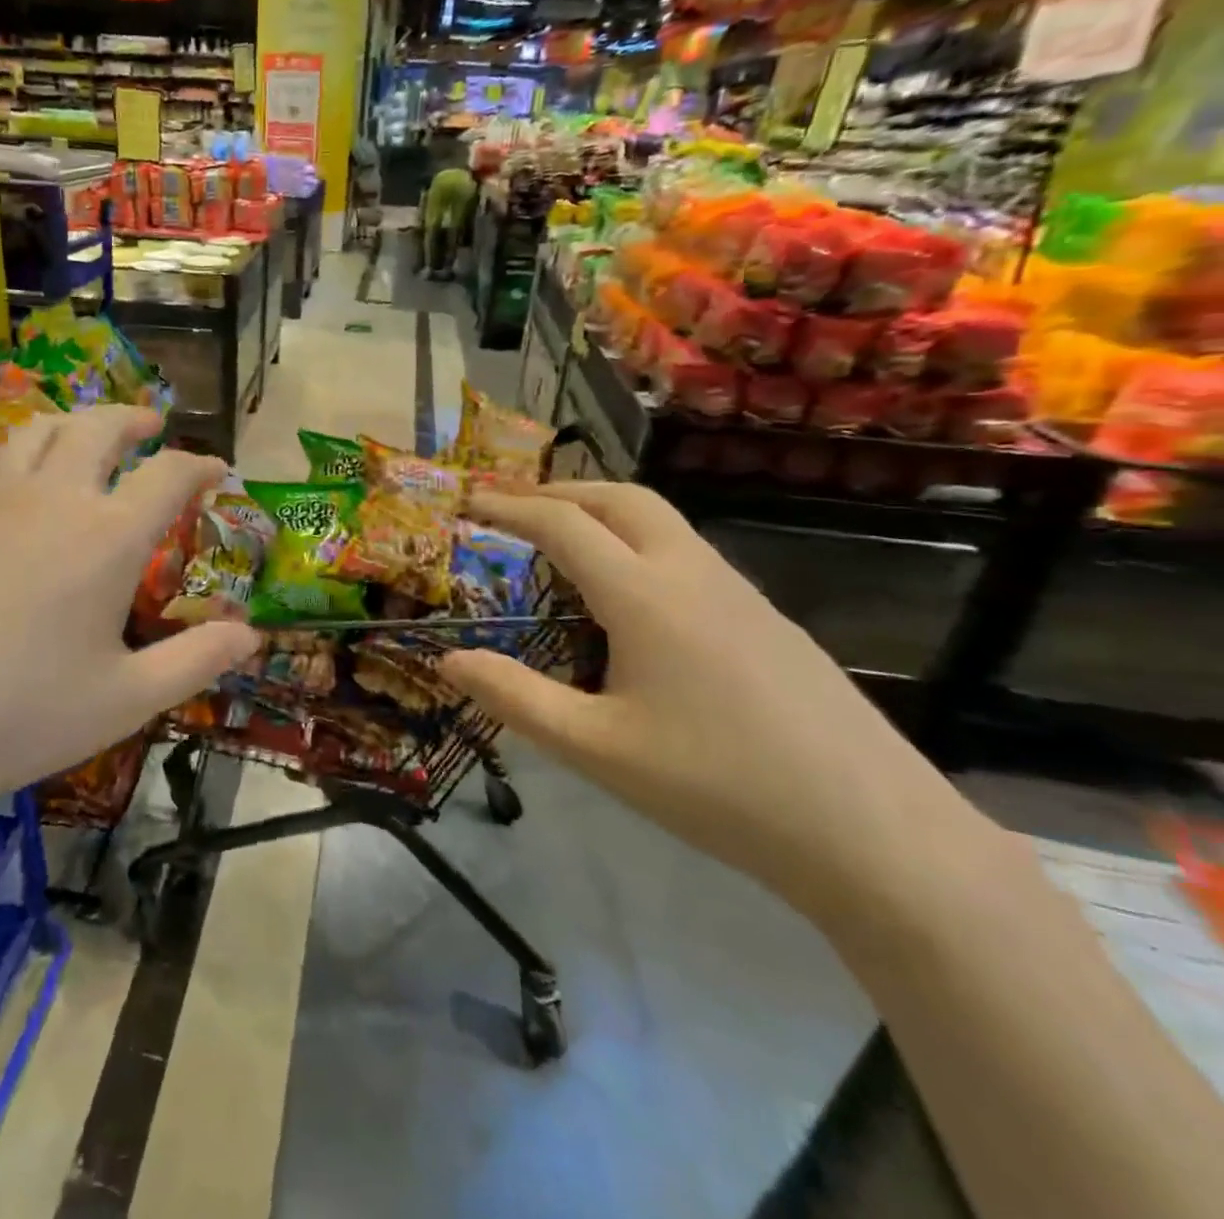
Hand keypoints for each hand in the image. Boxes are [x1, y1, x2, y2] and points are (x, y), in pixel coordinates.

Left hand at [0, 406, 258, 796]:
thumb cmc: (20, 715)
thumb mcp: (126, 699)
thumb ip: (196, 660)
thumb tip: (252, 635)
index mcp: (107, 537)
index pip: (168, 475)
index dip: (200, 465)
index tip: (217, 471)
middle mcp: (51, 501)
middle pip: (97, 428)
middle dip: (133, 419)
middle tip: (153, 426)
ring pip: (34, 432)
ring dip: (72, 423)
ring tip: (86, 434)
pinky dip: (14, 460)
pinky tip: (11, 483)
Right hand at [438, 482, 998, 931]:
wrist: (875, 834)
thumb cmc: (718, 787)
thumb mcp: (596, 750)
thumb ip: (516, 698)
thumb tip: (449, 661)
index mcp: (645, 595)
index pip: (564, 525)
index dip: (510, 508)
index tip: (470, 502)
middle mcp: (692, 574)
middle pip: (621, 497)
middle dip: (561, 490)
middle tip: (515, 507)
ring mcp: (740, 593)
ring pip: (662, 521)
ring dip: (605, 512)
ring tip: (565, 542)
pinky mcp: (768, 620)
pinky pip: (689, 554)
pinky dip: (640, 544)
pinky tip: (633, 599)